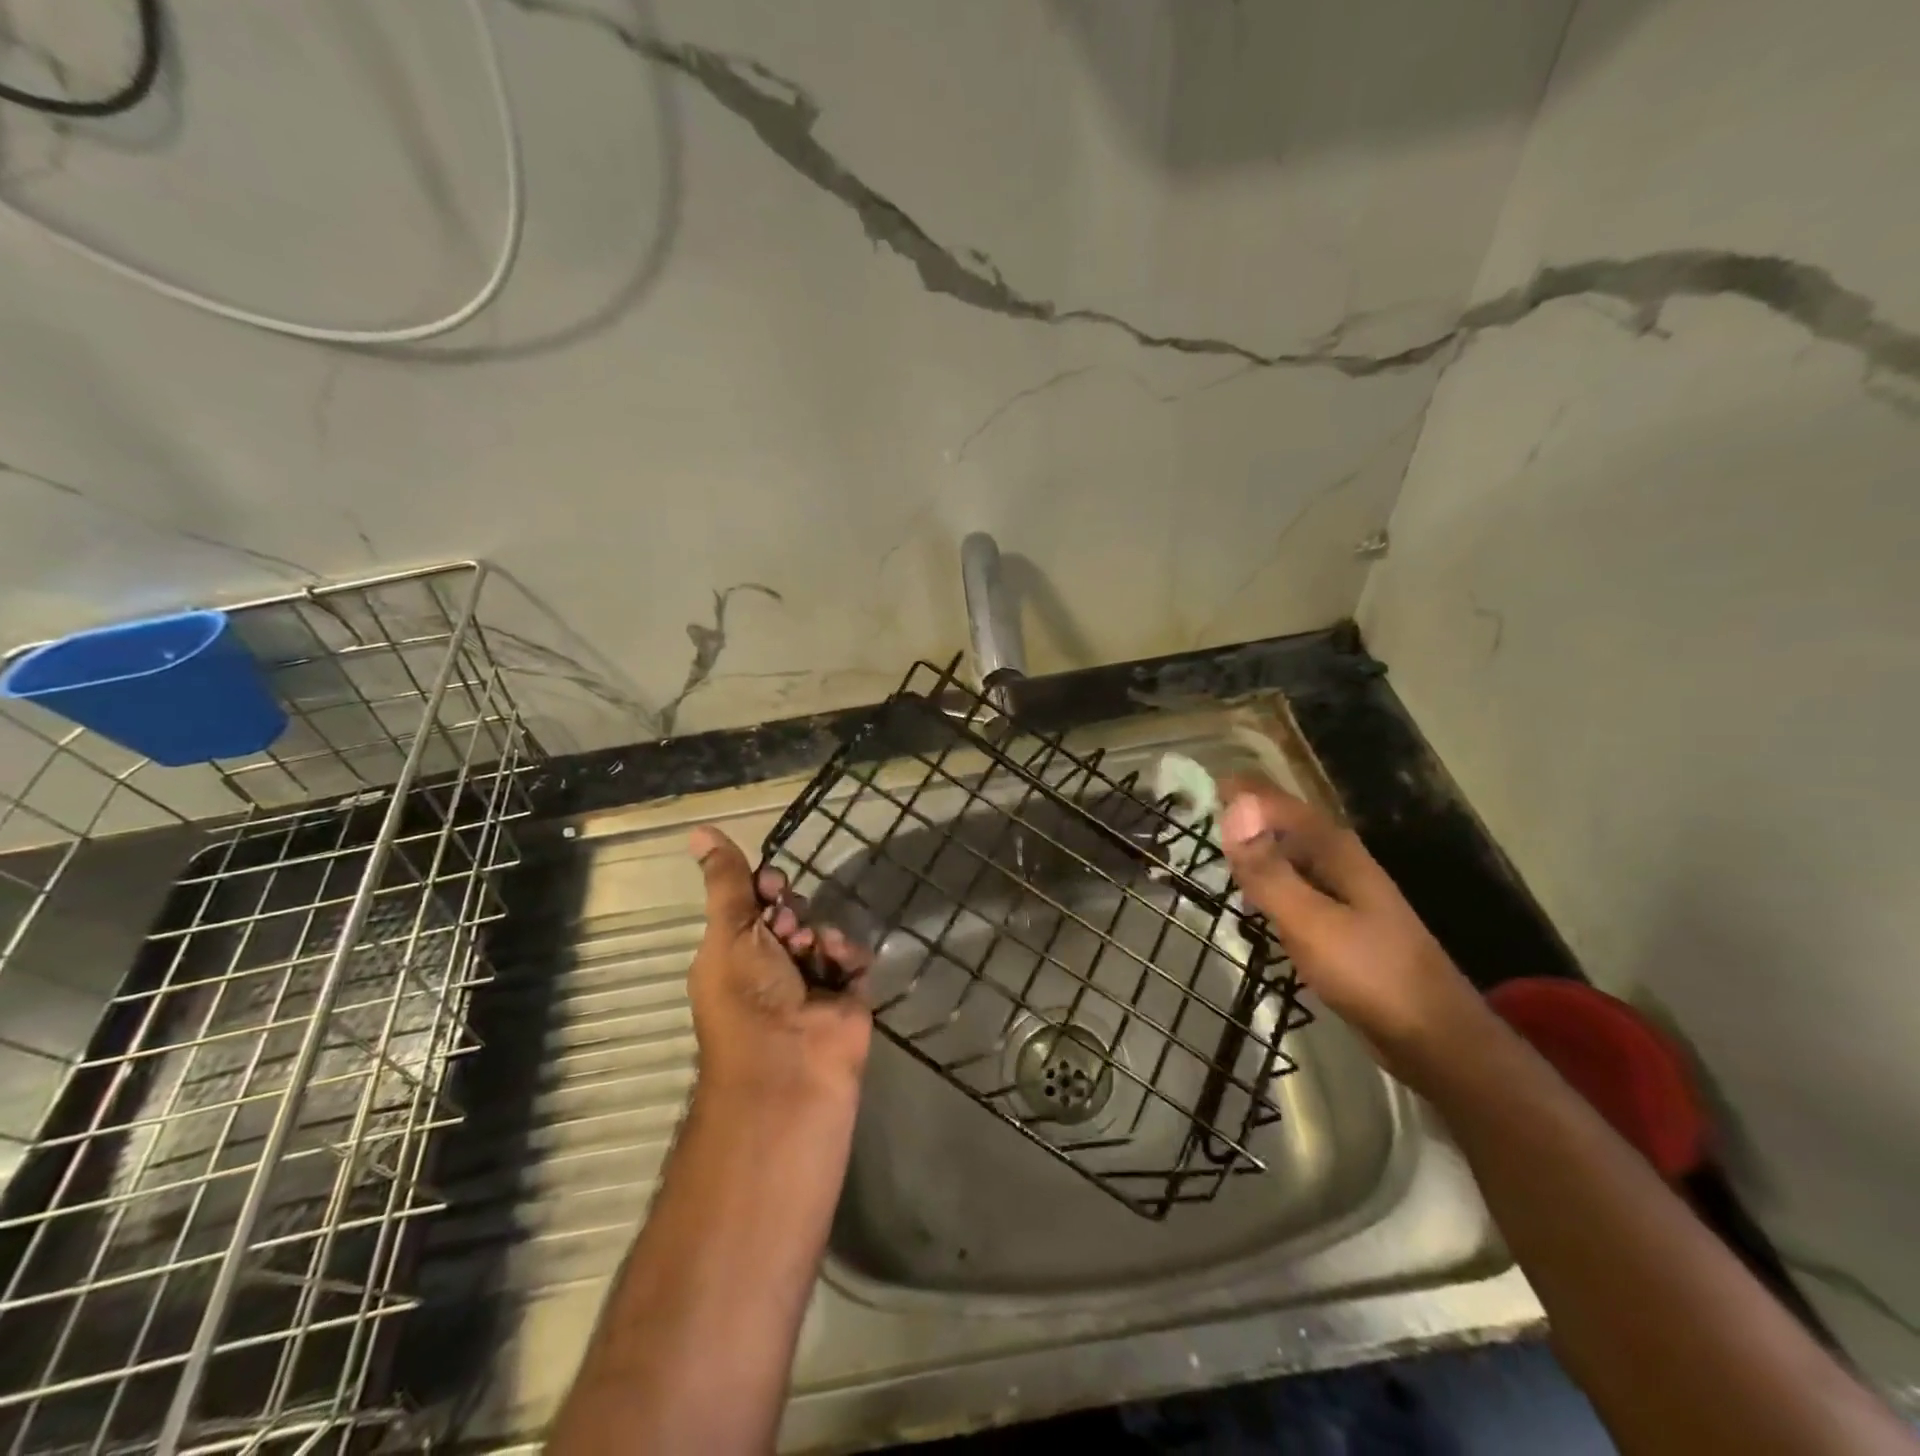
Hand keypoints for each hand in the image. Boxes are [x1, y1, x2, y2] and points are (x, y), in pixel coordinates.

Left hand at [687, 826, 872, 1105]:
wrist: (791, 1067)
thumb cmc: (747, 997)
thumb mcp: (730, 932)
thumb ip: (726, 881)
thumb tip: (699, 830)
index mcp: (735, 955)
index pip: (753, 906)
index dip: (763, 888)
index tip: (771, 884)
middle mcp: (771, 967)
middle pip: (792, 915)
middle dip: (793, 912)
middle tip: (789, 928)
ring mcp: (811, 983)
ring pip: (824, 932)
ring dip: (821, 933)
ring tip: (814, 950)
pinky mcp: (846, 997)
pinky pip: (852, 957)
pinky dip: (848, 953)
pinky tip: (840, 959)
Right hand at [1217, 777, 1486, 1085]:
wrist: (1435, 1039)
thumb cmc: (1370, 974)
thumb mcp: (1310, 921)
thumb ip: (1268, 870)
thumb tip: (1232, 807)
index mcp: (1334, 850)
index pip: (1278, 803)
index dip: (1241, 790)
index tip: (1199, 783)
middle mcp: (1339, 862)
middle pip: (1283, 825)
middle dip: (1244, 815)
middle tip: (1197, 815)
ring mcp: (1343, 894)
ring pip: (1288, 857)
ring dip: (1254, 850)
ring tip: (1215, 852)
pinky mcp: (1341, 925)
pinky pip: (1294, 889)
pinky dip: (1267, 884)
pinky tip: (1251, 902)